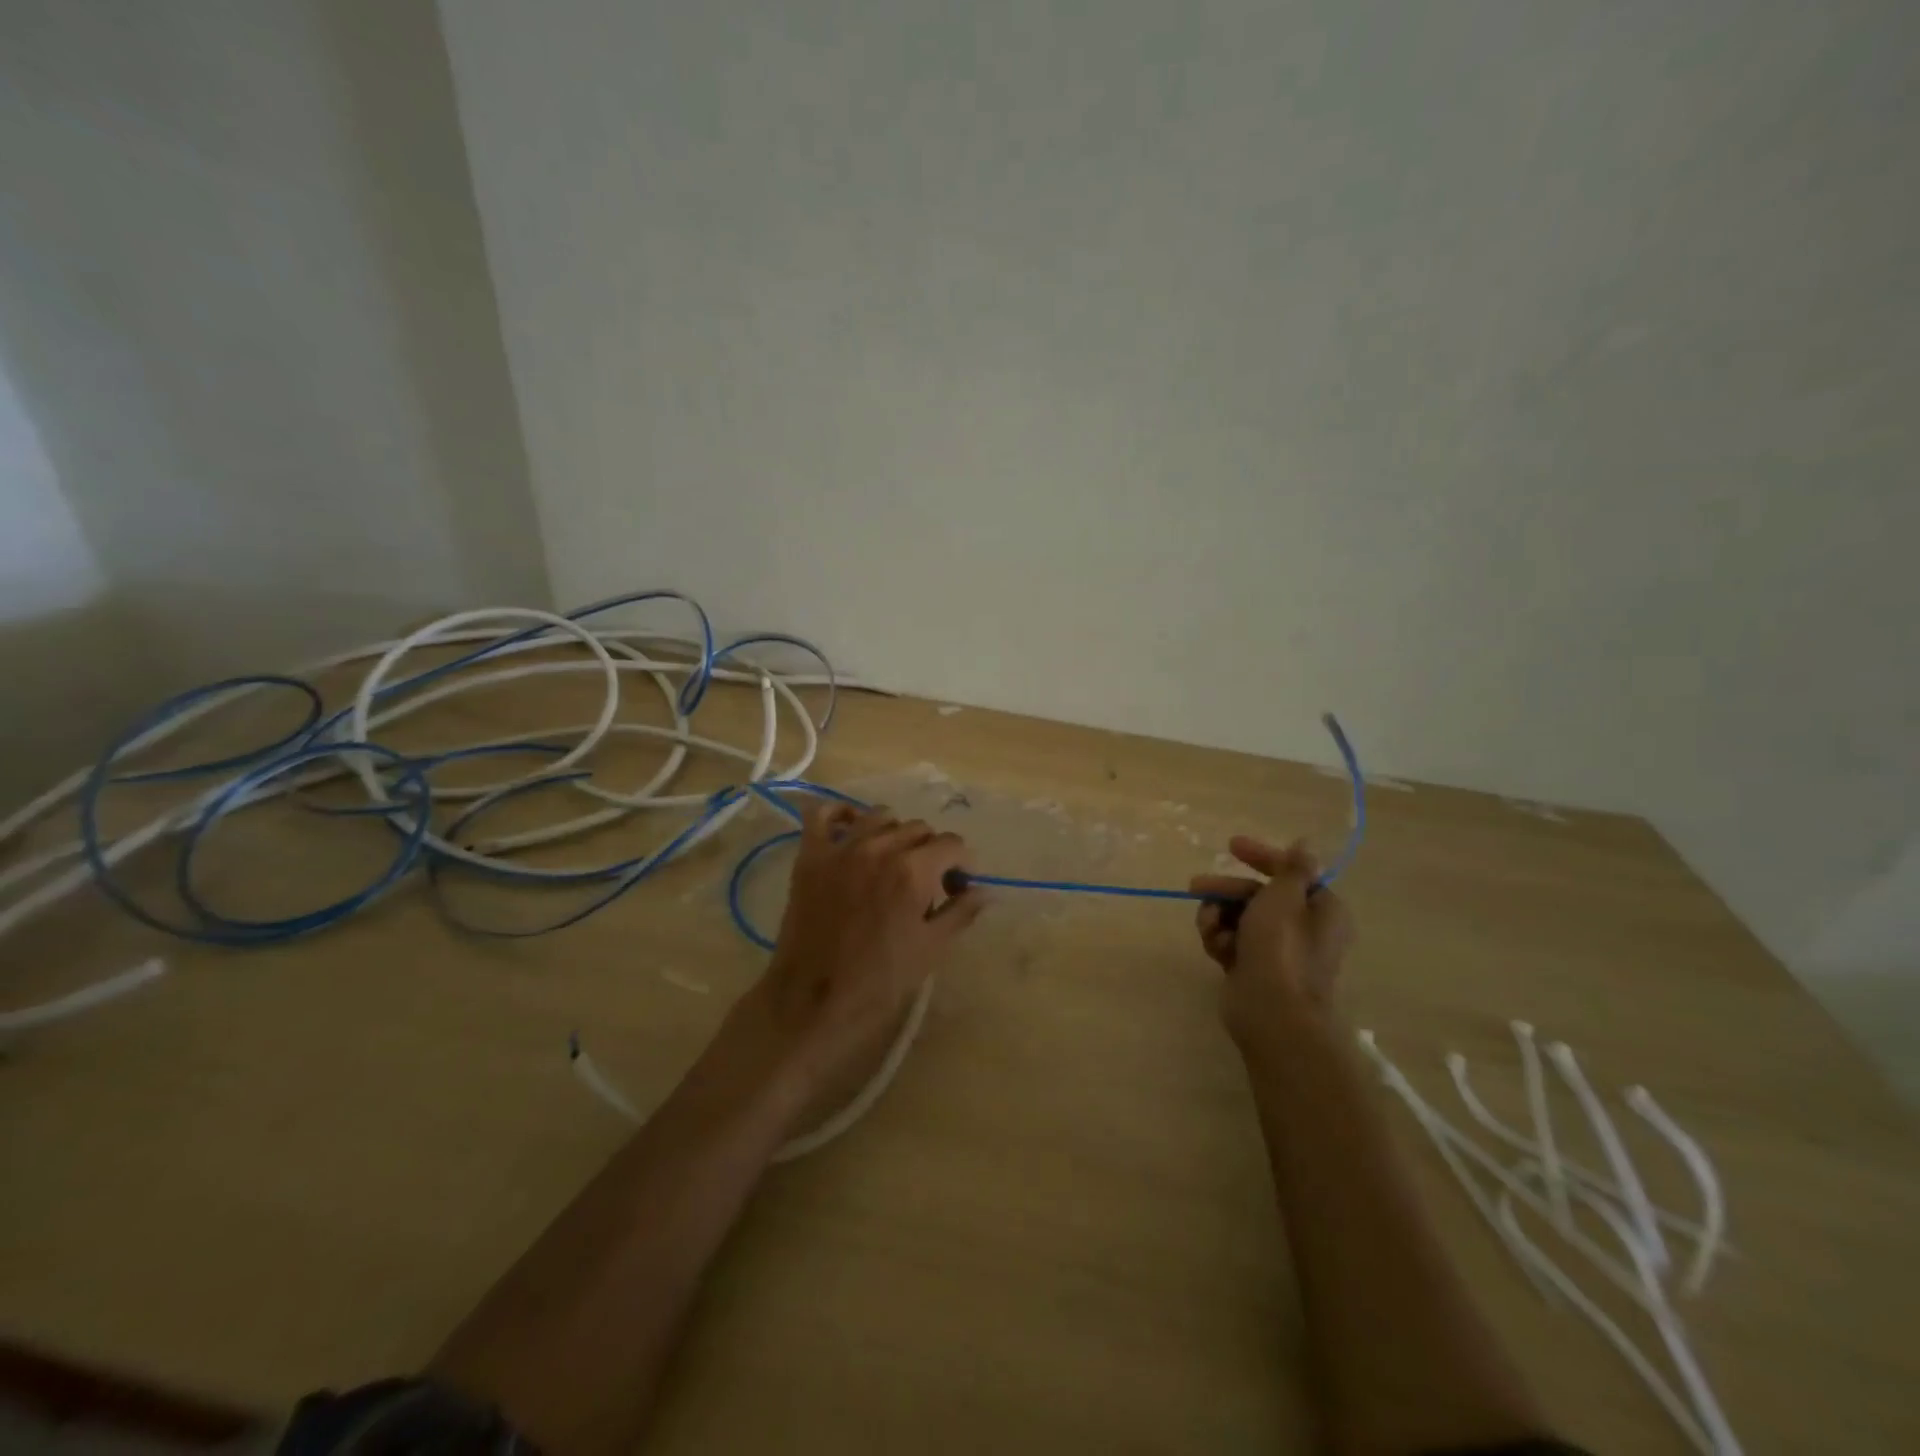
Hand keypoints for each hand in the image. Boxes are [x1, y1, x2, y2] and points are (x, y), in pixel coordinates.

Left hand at [753, 802, 982, 1095]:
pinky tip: (852, 830)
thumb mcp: (932, 948)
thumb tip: (985, 891)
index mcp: (913, 870)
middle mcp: (879, 847)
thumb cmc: (880, 980)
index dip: (961, 865)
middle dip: (931, 851)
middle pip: (918, 828)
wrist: (814, 999)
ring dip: (894, 833)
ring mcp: (841, 848)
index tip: (956, 887)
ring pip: (879, 816)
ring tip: (891, 861)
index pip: (952, 844)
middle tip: (926, 883)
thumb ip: (961, 912)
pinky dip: (841, 814)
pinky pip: (823, 813)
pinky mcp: (810, 855)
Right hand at [1189, 836, 1352, 1047]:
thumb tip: (1308, 843)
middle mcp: (1301, 927)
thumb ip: (1292, 868)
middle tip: (1195, 887)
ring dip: (1218, 917)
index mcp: (1320, 908)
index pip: (1289, 872)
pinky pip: (1230, 941)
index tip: (1230, 846)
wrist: (1271, 1012)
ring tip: (1210, 928)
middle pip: (1256, 895)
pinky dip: (1220, 940)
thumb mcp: (1286, 897)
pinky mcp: (1251, 967)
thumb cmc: (1282, 948)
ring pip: (1237, 917)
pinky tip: (1216, 949)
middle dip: (1225, 891)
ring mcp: (1275, 950)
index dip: (1260, 856)